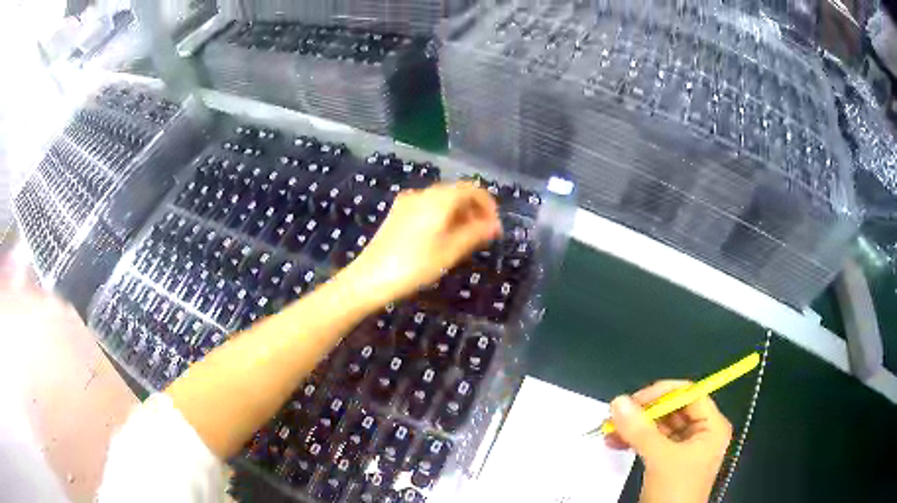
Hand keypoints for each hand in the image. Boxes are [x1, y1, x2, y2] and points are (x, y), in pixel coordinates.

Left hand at [336, 182, 500, 308]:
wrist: (369, 278)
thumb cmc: (414, 266)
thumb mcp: (450, 251)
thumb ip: (476, 234)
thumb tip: (495, 225)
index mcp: (439, 199)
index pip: (472, 190)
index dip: (488, 205)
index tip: (494, 226)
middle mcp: (423, 194)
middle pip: (456, 193)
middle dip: (473, 210)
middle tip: (482, 235)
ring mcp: (407, 202)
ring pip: (441, 200)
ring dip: (458, 214)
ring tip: (465, 239)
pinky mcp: (397, 213)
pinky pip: (427, 207)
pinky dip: (441, 217)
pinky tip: (442, 238)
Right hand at [605, 381, 732, 502]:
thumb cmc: (676, 491)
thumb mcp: (661, 459)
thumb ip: (641, 430)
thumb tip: (618, 402)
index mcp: (711, 426)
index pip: (689, 394)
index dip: (663, 393)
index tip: (635, 401)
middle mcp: (700, 433)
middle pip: (672, 409)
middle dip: (643, 412)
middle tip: (617, 415)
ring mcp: (683, 448)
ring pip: (658, 426)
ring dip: (634, 427)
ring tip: (610, 429)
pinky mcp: (667, 461)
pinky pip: (650, 441)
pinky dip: (633, 440)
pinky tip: (615, 442)